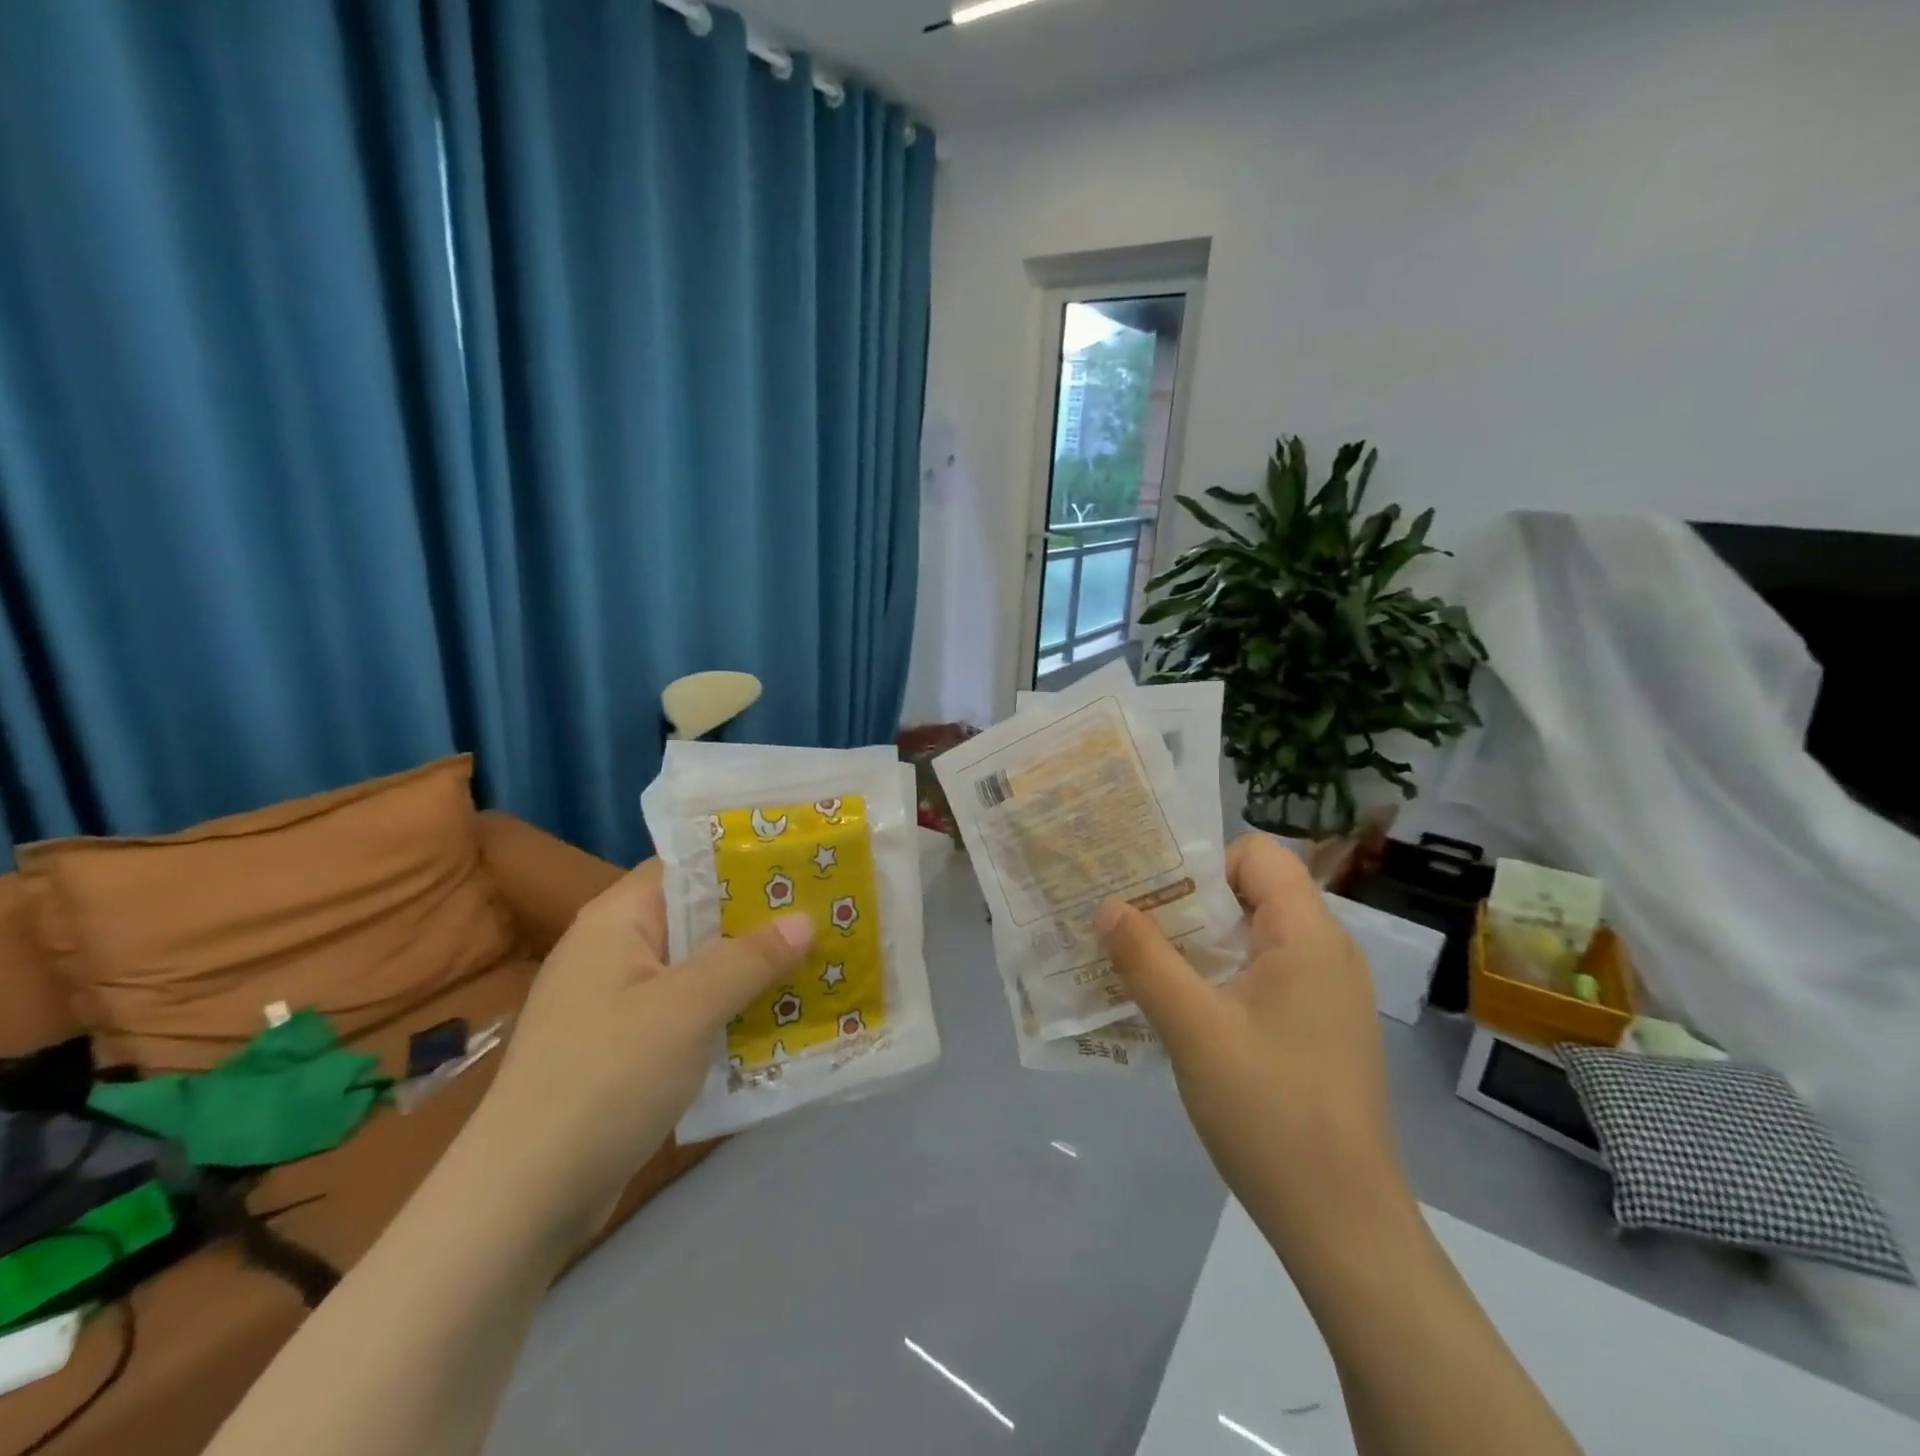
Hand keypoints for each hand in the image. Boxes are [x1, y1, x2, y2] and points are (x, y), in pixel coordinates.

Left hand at [473, 860, 813, 1246]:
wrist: (523, 1200)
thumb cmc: (607, 1077)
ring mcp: (618, 1003)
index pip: (686, 867)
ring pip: (699, 969)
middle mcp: (614, 951)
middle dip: (760, 920)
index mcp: (617, 920)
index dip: (742, 861)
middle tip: (824, 914)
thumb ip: (750, 958)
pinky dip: (729, 1012)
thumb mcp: (689, 1007)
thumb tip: (805, 920)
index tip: (802, 863)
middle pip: (698, 918)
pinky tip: (778, 1020)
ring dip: (750, 970)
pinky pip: (690, 1013)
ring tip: (817, 963)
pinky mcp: (626, 1049)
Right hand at [1095, 833, 1409, 1253]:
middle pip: (1253, 892)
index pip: (1257, 855)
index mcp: (1308, 935)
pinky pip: (1265, 973)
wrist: (1341, 1223)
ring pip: (1254, 936)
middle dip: (1188, 902)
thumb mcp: (1193, 1029)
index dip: (1202, 863)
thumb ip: (1146, 959)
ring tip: (1145, 962)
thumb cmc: (1269, 1112)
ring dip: (1200, 942)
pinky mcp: (1319, 1026)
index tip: (1151, 894)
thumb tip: (1107, 905)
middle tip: (1131, 923)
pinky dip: (1221, 975)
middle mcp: (1327, 951)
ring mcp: (1327, 991)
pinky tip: (1183, 1007)